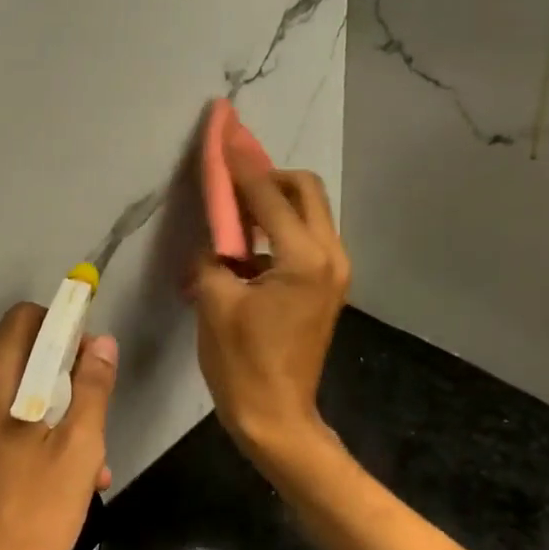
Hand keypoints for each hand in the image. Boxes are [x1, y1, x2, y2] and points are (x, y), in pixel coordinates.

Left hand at [0, 303, 117, 549]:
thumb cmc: (30, 519)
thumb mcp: (78, 453)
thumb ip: (91, 388)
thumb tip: (100, 342)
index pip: (25, 318)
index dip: (62, 328)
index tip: (87, 362)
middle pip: (15, 361)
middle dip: (57, 383)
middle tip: (88, 430)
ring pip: (0, 400)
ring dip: (38, 418)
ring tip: (71, 471)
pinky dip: (9, 440)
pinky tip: (32, 486)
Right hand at [187, 133, 349, 465]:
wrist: (276, 416)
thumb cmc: (240, 363)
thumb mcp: (214, 302)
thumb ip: (215, 254)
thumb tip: (219, 236)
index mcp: (302, 258)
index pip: (268, 194)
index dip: (240, 164)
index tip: (222, 133)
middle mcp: (330, 255)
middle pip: (304, 189)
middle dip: (267, 175)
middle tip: (230, 181)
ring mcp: (334, 271)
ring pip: (309, 211)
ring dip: (274, 200)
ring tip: (235, 211)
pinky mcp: (328, 285)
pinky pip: (306, 237)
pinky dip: (279, 227)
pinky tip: (249, 244)